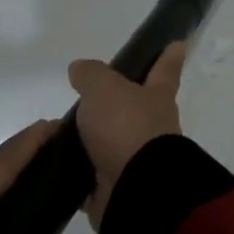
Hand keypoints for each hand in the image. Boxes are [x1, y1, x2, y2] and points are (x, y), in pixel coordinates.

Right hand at [68, 43, 185, 228]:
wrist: (135, 190)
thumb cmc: (126, 127)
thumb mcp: (104, 88)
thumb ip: (91, 74)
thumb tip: (81, 70)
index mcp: (157, 98)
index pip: (165, 70)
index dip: (169, 56)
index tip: (178, 43)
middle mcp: (151, 128)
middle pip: (133, 108)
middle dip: (113, 104)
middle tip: (86, 97)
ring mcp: (134, 159)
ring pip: (107, 140)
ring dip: (86, 137)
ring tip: (56, 132)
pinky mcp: (115, 187)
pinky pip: (88, 171)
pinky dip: (73, 166)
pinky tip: (55, 160)